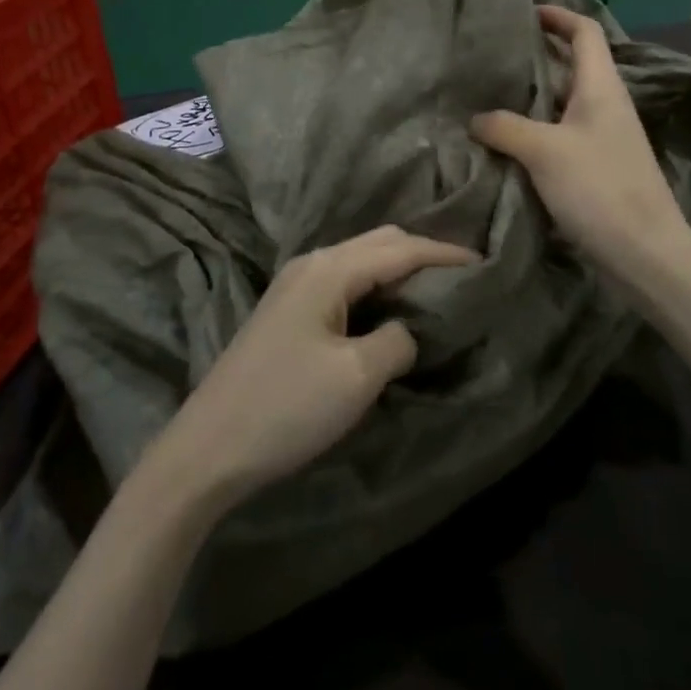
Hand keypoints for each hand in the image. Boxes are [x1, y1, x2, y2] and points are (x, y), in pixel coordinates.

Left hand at [147, 226, 476, 514]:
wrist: (207, 448)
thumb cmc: (286, 408)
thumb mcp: (356, 377)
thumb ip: (396, 340)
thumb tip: (407, 329)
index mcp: (330, 269)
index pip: (400, 248)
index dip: (444, 253)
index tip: (483, 262)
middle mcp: (312, 263)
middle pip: (378, 242)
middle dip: (422, 252)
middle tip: (461, 276)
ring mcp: (294, 285)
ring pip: (359, 260)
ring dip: (397, 268)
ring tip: (433, 290)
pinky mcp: (286, 310)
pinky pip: (343, 281)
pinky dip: (374, 285)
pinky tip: (388, 308)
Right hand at [471, 4, 684, 284]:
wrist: (645, 253)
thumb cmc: (599, 188)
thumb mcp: (544, 151)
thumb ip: (505, 127)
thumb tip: (475, 118)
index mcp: (601, 87)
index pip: (584, 32)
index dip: (558, 16)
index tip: (524, 12)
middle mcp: (604, 105)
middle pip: (570, 65)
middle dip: (534, 55)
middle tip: (492, 54)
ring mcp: (602, 137)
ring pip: (561, 102)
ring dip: (530, 96)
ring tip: (488, 93)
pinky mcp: (595, 166)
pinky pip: (559, 133)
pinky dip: (533, 129)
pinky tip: (505, 139)